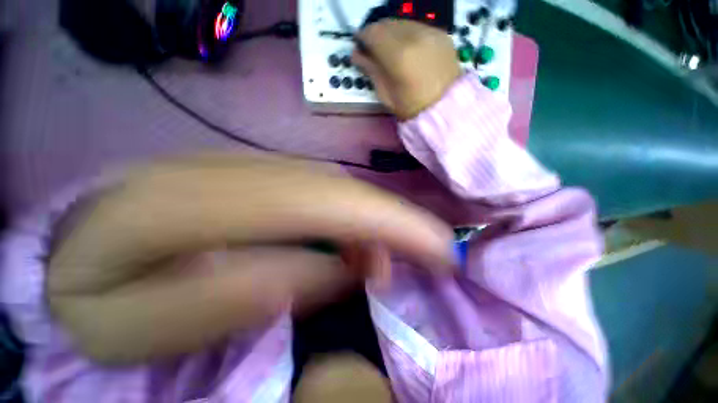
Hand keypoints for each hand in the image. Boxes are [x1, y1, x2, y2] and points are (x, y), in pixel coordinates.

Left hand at [48, 154, 454, 364]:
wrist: (72, 243)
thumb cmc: (89, 294)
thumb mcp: (129, 326)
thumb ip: (226, 299)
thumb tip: (323, 272)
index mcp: (187, 201)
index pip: (322, 204)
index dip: (389, 223)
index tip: (440, 249)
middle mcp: (230, 170)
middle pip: (338, 189)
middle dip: (394, 221)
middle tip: (434, 253)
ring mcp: (247, 169)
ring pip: (334, 188)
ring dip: (373, 222)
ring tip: (391, 259)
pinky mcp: (256, 177)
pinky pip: (320, 191)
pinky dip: (350, 217)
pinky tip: (356, 244)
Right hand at [352, 19, 461, 119]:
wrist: (444, 109)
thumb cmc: (411, 108)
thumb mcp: (386, 95)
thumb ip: (371, 70)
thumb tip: (357, 55)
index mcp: (398, 55)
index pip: (373, 33)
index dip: (362, 37)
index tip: (360, 45)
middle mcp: (415, 36)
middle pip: (387, 23)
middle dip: (377, 33)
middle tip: (374, 48)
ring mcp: (431, 32)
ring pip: (403, 22)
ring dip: (392, 32)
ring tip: (391, 49)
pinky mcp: (442, 33)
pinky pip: (418, 26)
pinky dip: (408, 34)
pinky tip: (409, 49)